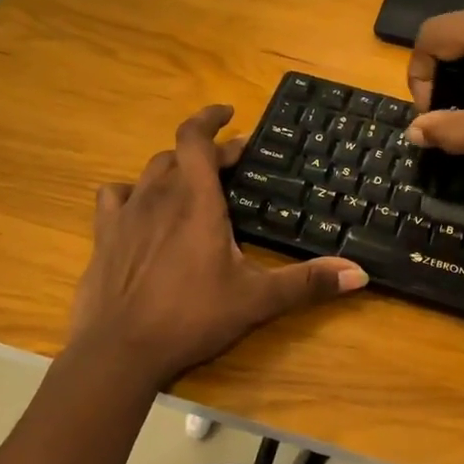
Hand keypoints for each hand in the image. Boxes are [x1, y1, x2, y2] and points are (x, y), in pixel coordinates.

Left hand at [68, 105, 367, 389]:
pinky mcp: (104, 236)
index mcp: (196, 200)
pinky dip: (132, 193)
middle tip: (232, 163)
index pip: (195, 137)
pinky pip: (115, 197)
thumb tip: (359, 273)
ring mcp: (126, 214)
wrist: (120, 350)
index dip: (210, 118)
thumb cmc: (191, 316)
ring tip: (191, 182)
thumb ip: (307, 283)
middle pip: (179, 154)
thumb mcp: (256, 300)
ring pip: (149, 172)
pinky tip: (140, 209)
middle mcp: (158, 196)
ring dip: (172, 169)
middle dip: (207, 151)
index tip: (229, 113)